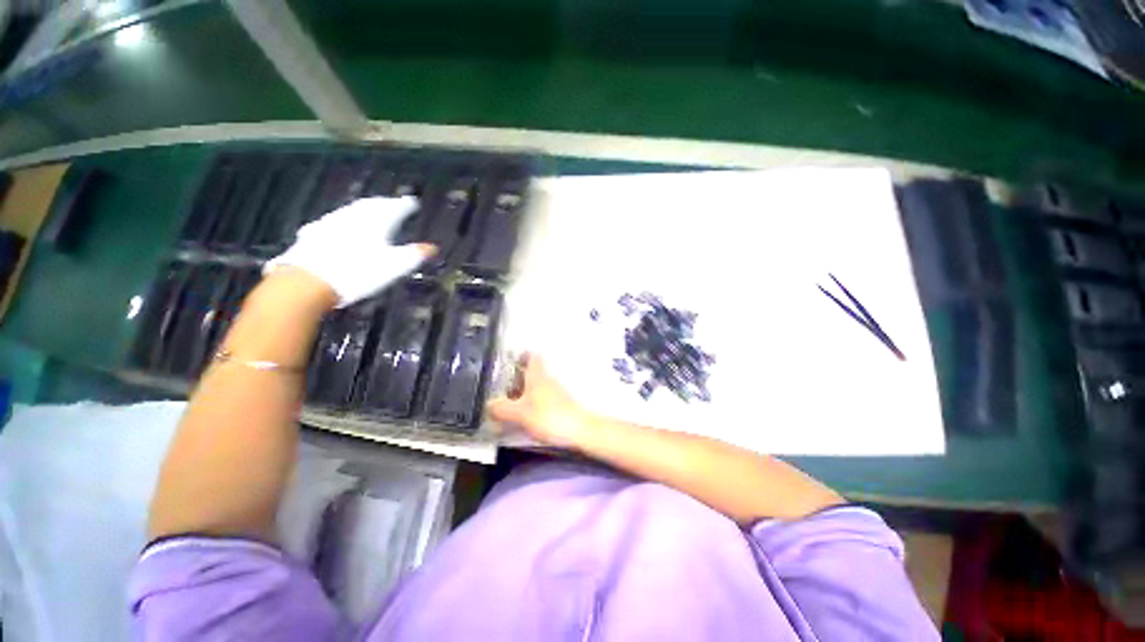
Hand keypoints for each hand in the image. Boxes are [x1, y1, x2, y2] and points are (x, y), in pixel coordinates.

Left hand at [265, 196, 434, 306]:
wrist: (308, 281)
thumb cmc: (359, 272)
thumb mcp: (394, 266)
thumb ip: (414, 255)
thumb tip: (433, 247)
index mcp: (376, 221)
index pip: (395, 207)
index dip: (405, 205)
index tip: (413, 202)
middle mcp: (354, 216)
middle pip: (373, 205)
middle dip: (385, 203)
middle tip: (394, 204)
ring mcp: (332, 221)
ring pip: (353, 210)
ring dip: (365, 209)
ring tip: (372, 212)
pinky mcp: (315, 231)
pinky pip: (336, 219)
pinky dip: (347, 219)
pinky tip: (344, 226)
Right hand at [486, 355, 596, 448]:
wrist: (580, 431)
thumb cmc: (549, 417)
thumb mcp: (520, 414)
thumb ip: (501, 408)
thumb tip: (488, 404)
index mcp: (537, 376)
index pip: (532, 356)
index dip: (522, 355)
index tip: (510, 359)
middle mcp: (547, 380)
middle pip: (532, 373)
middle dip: (517, 378)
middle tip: (502, 388)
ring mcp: (556, 393)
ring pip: (537, 387)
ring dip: (524, 393)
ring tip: (509, 405)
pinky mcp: (560, 406)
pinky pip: (542, 400)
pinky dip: (532, 405)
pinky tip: (525, 417)